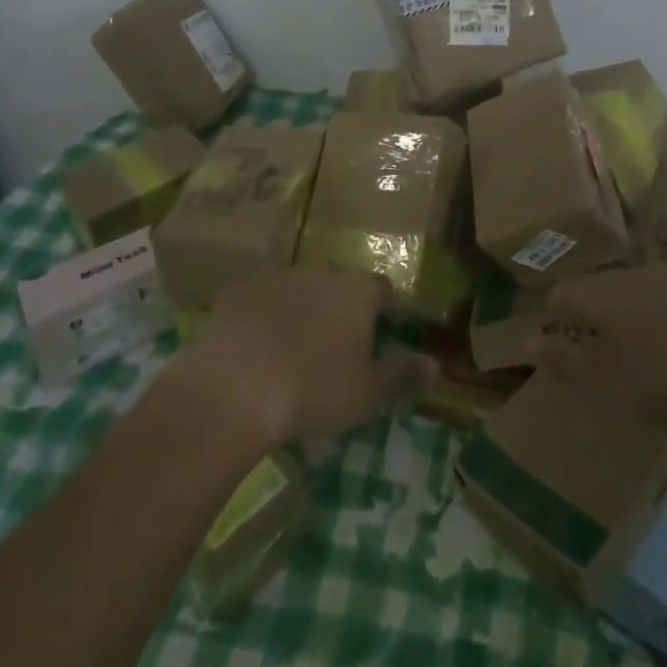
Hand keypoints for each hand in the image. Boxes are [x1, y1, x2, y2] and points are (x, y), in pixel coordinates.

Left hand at [170, 267, 436, 450]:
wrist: (231, 388)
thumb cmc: (311, 390)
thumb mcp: (365, 394)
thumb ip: (402, 375)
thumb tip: (435, 365)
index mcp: (357, 291)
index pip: (384, 290)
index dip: (388, 310)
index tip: (387, 333)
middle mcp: (321, 272)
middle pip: (341, 287)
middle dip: (343, 311)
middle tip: (338, 350)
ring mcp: (277, 278)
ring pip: (300, 291)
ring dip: (304, 313)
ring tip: (295, 353)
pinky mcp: (238, 291)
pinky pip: (262, 302)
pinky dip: (266, 320)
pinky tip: (257, 352)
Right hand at [530, 265, 666, 426]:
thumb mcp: (609, 384)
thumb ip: (567, 363)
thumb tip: (527, 343)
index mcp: (601, 295)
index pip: (563, 295)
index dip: (553, 316)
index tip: (555, 339)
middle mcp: (633, 275)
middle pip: (601, 288)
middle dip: (594, 313)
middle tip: (596, 345)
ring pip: (640, 289)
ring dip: (634, 313)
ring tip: (641, 346)